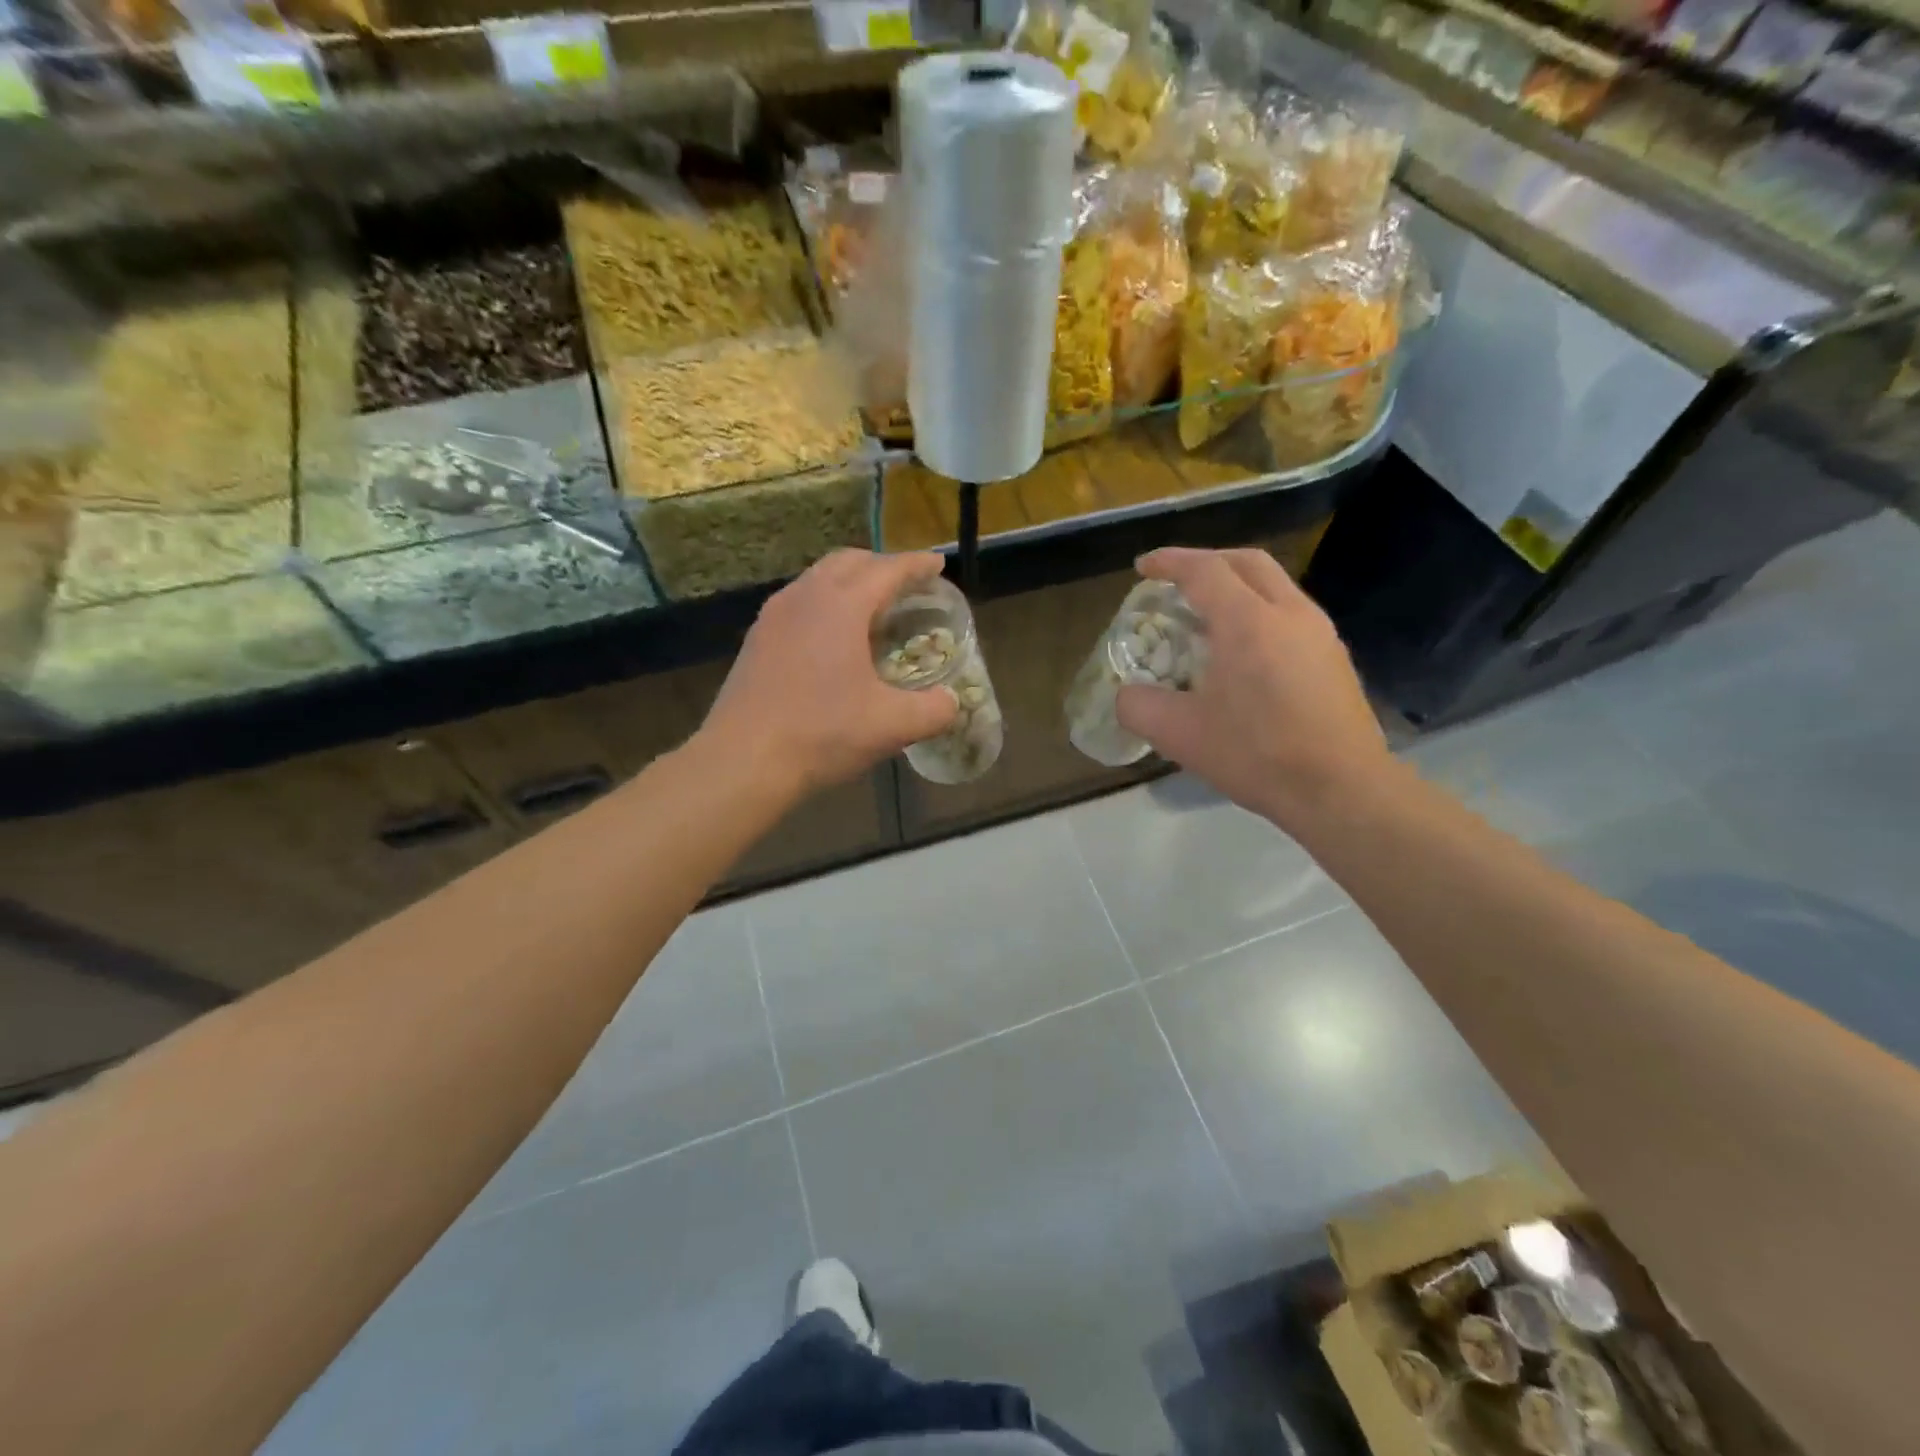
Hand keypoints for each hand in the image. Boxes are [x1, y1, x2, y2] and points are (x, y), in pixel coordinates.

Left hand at [702, 550, 959, 798]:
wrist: (743, 760)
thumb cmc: (822, 733)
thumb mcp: (891, 726)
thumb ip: (933, 710)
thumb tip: (951, 703)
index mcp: (841, 606)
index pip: (887, 570)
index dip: (916, 565)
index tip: (937, 565)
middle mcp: (804, 597)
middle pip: (848, 562)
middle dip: (881, 565)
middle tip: (906, 585)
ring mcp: (774, 616)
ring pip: (818, 580)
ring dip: (849, 582)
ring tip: (871, 609)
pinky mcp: (756, 639)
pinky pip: (798, 603)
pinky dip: (824, 604)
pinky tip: (832, 639)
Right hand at [1115, 547, 1392, 828]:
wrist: (1341, 789)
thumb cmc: (1257, 754)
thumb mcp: (1179, 735)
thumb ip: (1138, 707)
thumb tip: (1126, 695)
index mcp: (1248, 621)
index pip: (1204, 570)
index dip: (1169, 562)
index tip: (1143, 567)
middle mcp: (1289, 613)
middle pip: (1247, 563)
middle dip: (1207, 561)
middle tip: (1177, 581)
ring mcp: (1320, 634)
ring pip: (1275, 586)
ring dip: (1237, 587)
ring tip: (1208, 616)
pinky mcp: (1334, 658)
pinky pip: (1290, 614)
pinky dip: (1259, 612)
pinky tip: (1245, 652)